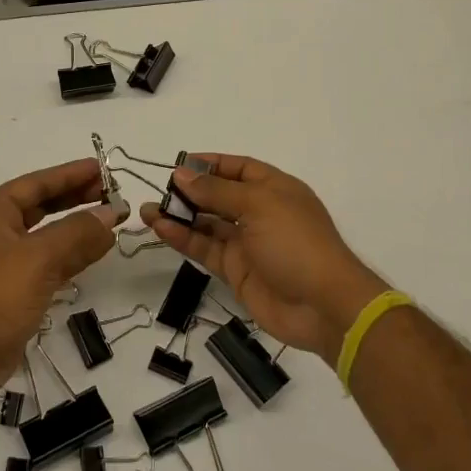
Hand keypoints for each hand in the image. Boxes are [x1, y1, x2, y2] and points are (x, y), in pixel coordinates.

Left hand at [0, 158, 127, 398]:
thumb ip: (79, 232)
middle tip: (111, 194)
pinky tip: (96, 251)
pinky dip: (72, 254)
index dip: (70, 174)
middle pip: (41, 205)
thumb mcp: (40, 257)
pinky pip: (48, 260)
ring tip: (111, 220)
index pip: (37, 183)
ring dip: (78, 226)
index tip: (102, 169)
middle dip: (76, 198)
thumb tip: (111, 214)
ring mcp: (3, 261)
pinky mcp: (14, 288)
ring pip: (47, 234)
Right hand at [140, 154, 388, 363]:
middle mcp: (260, 212)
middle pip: (219, 195)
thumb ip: (216, 191)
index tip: (178, 164)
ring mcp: (247, 243)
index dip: (210, 164)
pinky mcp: (236, 270)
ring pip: (207, 223)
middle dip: (189, 191)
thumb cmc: (296, 243)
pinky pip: (205, 248)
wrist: (323, 306)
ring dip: (179, 216)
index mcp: (275, 188)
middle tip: (158, 190)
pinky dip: (183, 239)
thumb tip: (181, 174)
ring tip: (147, 211)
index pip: (238, 168)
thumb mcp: (258, 206)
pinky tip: (160, 229)